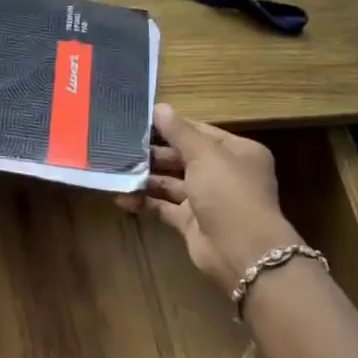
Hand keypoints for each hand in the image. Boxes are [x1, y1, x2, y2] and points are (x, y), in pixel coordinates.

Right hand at [118, 104, 301, 294]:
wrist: (241, 250)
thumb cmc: (228, 192)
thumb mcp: (205, 155)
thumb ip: (180, 132)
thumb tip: (159, 107)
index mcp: (237, 152)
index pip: (200, 133)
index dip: (172, 127)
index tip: (139, 121)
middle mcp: (223, 174)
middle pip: (183, 157)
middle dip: (154, 153)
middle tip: (120, 146)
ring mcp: (206, 199)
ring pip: (170, 182)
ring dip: (145, 177)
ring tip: (115, 169)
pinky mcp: (191, 222)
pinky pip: (163, 206)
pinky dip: (144, 201)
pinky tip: (120, 196)